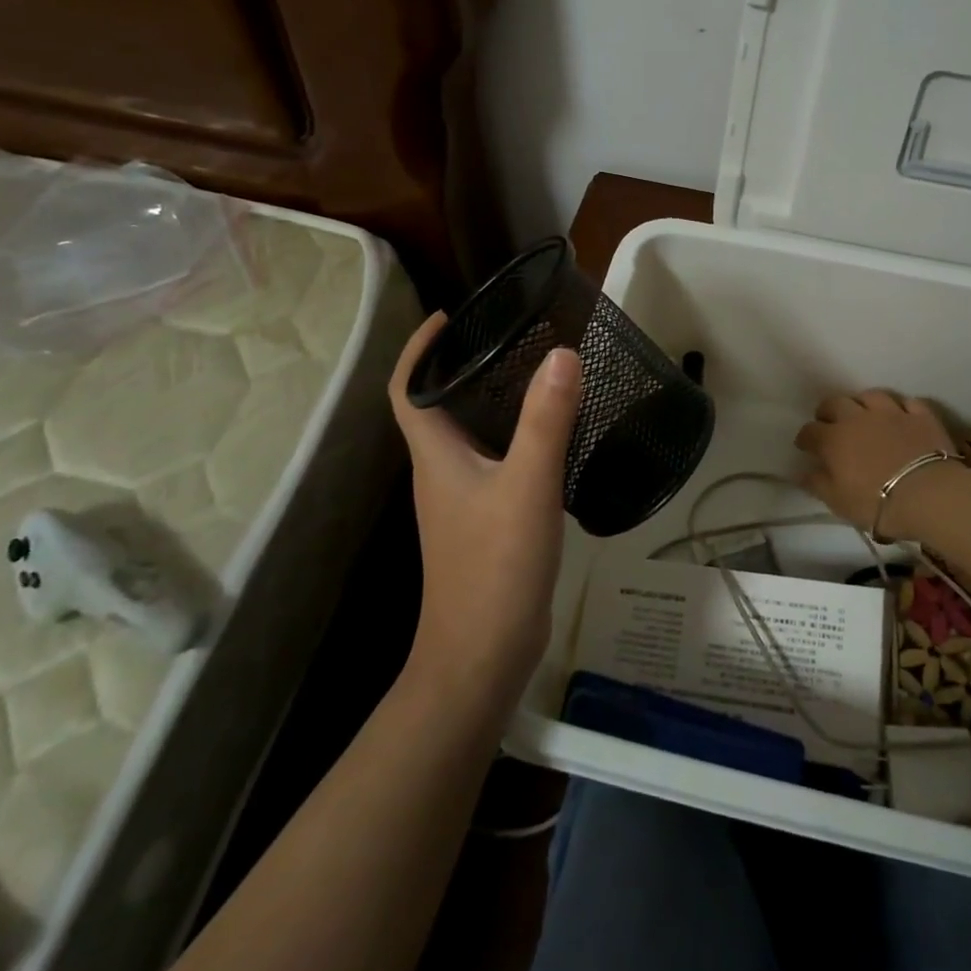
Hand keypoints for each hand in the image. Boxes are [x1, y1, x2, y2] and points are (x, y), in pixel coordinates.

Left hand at [388, 313, 582, 697]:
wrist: (484, 655)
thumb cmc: (495, 566)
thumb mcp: (528, 486)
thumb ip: (546, 420)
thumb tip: (561, 353)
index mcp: (437, 456)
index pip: (408, 389)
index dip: (420, 348)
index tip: (451, 316)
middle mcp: (441, 472)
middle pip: (439, 406)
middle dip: (465, 366)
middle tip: (511, 336)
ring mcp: (462, 500)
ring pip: (470, 435)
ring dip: (492, 401)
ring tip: (536, 373)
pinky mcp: (486, 521)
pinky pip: (495, 462)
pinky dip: (515, 437)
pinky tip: (553, 436)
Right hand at [794, 390, 959, 534]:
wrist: (928, 495)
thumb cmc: (876, 502)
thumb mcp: (838, 502)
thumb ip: (817, 484)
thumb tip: (802, 473)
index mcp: (833, 439)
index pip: (810, 431)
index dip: (805, 438)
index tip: (805, 446)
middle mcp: (858, 418)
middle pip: (836, 403)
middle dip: (827, 410)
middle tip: (828, 421)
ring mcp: (891, 413)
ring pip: (871, 396)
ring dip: (862, 402)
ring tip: (863, 413)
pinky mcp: (920, 415)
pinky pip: (908, 402)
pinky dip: (901, 407)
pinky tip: (901, 415)